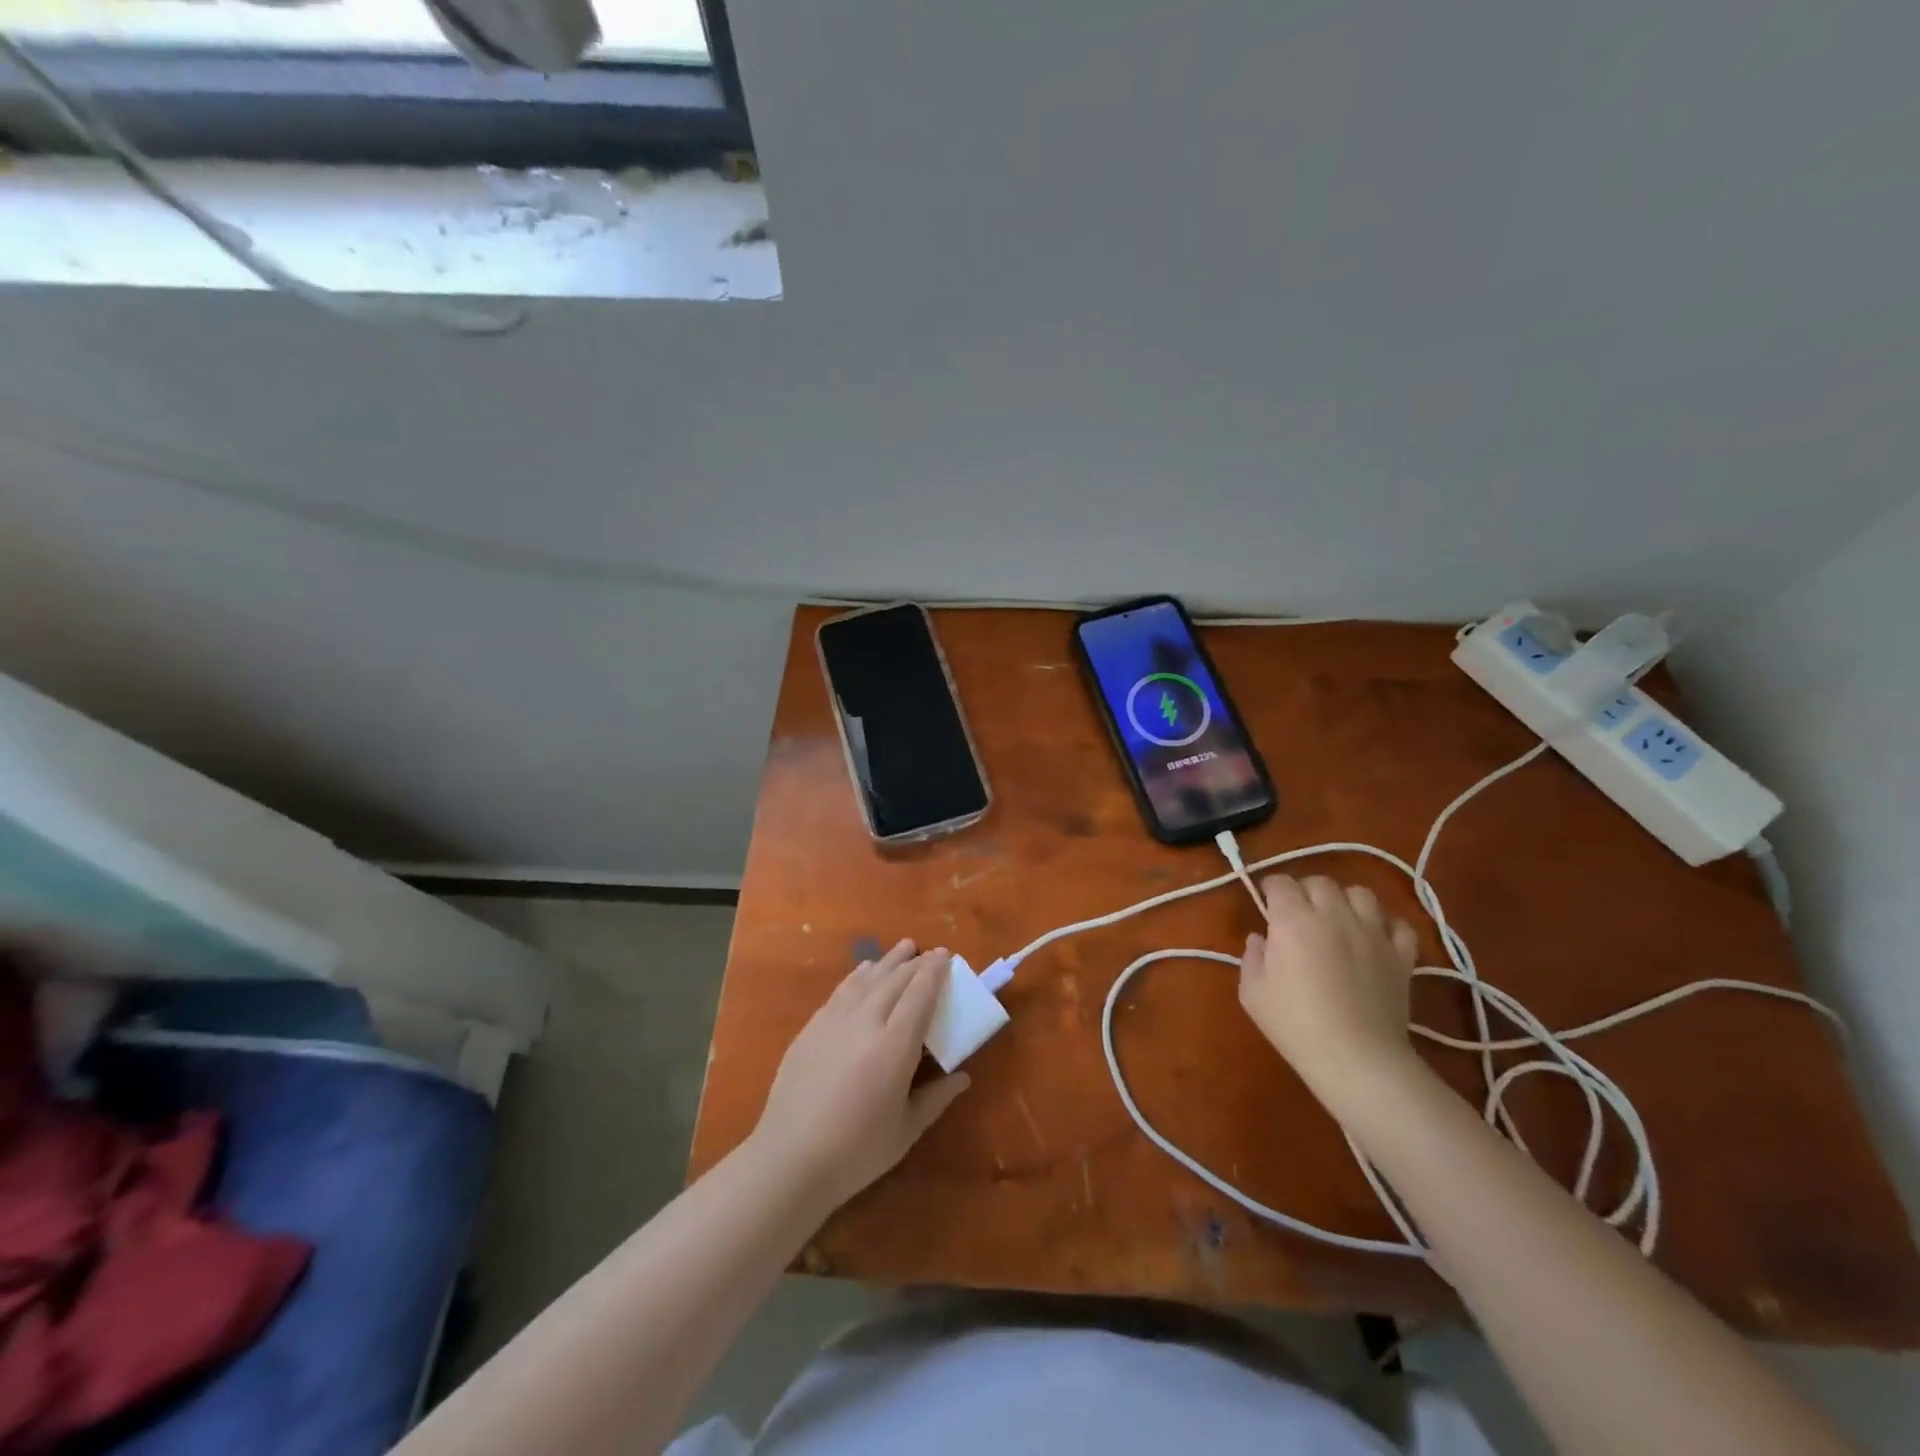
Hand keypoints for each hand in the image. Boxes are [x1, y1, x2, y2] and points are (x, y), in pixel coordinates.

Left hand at [751, 940, 969, 1214]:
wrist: (790, 1158)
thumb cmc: (856, 1151)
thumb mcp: (906, 1130)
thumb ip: (936, 1098)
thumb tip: (963, 1077)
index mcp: (895, 1046)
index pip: (920, 994)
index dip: (934, 971)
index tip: (944, 955)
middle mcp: (866, 1022)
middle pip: (895, 980)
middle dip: (915, 963)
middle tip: (930, 952)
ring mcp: (834, 1021)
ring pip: (867, 978)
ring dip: (888, 961)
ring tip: (903, 948)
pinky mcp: (812, 1027)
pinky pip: (842, 990)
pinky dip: (859, 975)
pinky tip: (865, 971)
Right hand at [1239, 875, 1422, 1103]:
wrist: (1356, 1057)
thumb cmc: (1295, 1024)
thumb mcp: (1253, 993)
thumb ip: (1251, 958)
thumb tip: (1260, 939)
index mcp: (1293, 920)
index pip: (1281, 883)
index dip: (1271, 887)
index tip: (1266, 900)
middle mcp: (1333, 915)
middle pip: (1320, 882)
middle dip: (1305, 890)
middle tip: (1298, 911)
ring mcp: (1372, 932)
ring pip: (1361, 894)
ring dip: (1346, 900)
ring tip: (1338, 918)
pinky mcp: (1401, 955)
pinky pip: (1399, 925)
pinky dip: (1387, 926)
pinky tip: (1375, 939)